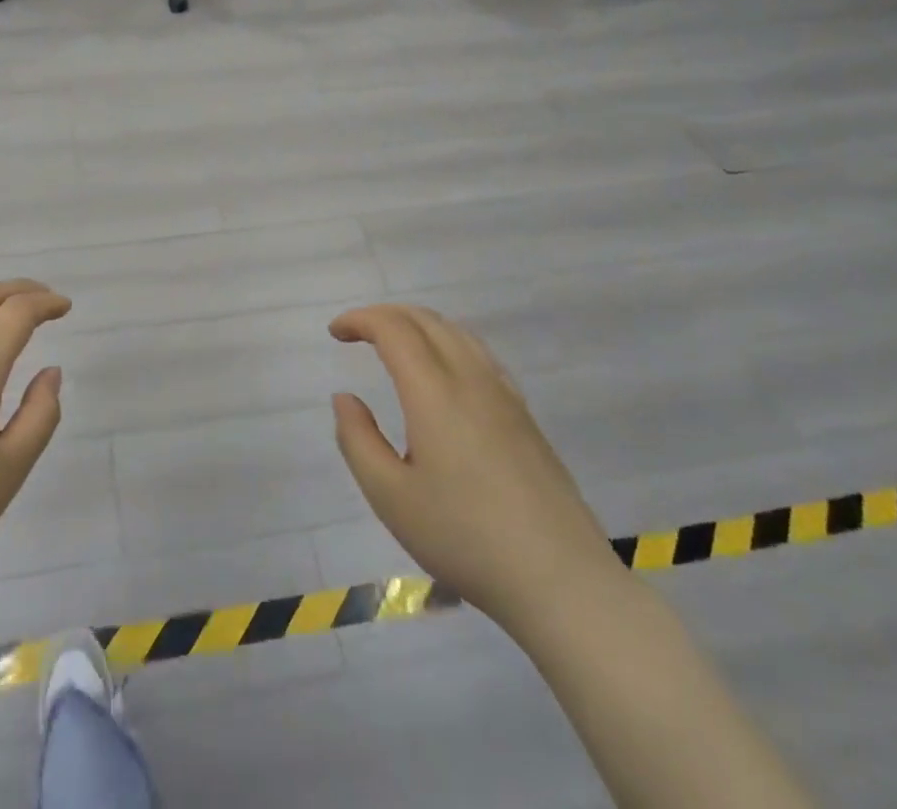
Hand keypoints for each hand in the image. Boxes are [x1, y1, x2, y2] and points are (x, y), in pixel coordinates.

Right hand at [329, 305, 621, 634]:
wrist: (561, 582)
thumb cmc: (465, 539)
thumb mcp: (390, 497)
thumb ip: (357, 440)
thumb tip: (345, 398)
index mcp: (434, 393)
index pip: (394, 329)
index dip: (360, 320)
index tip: (335, 334)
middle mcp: (471, 379)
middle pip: (426, 320)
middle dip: (386, 315)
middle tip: (357, 333)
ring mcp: (505, 396)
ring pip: (457, 332)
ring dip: (418, 324)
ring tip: (394, 344)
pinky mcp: (525, 416)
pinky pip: (480, 354)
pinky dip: (448, 342)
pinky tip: (444, 373)